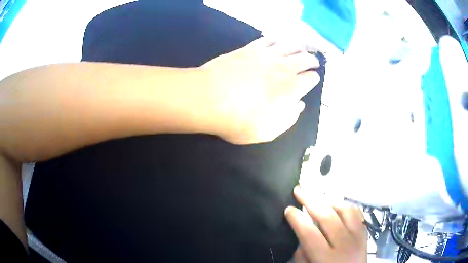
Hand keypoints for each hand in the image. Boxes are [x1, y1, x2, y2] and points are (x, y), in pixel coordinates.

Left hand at [202, 37, 320, 143]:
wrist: (208, 98)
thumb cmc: (238, 120)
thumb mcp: (268, 131)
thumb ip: (289, 118)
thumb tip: (299, 105)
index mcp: (291, 88)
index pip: (310, 79)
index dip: (314, 78)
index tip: (313, 79)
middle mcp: (283, 67)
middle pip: (305, 58)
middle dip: (312, 60)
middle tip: (313, 62)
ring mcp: (266, 55)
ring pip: (290, 45)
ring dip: (299, 47)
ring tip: (301, 49)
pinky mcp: (250, 48)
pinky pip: (268, 39)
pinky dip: (277, 40)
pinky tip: (277, 42)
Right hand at [285, 186, 367, 262]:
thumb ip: (301, 257)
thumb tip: (300, 237)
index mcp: (327, 258)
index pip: (309, 233)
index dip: (297, 219)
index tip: (288, 209)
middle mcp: (345, 244)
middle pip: (327, 216)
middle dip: (310, 201)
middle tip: (298, 189)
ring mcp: (358, 237)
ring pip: (345, 210)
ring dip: (328, 202)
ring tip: (316, 199)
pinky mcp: (365, 233)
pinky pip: (356, 213)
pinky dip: (344, 206)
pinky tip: (336, 206)